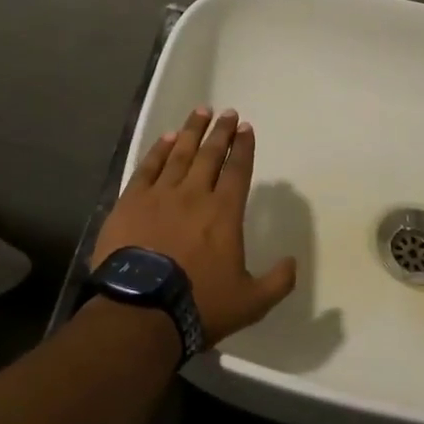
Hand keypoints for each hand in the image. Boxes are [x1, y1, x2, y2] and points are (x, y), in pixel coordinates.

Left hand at [93, 107, 297, 347]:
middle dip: (221, 132)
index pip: (238, 170)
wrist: (140, 311)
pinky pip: (148, 168)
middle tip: (227, 112)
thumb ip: (278, 282)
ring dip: (191, 131)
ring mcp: (160, 195)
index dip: (243, 147)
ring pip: (179, 154)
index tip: (246, 128)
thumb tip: (293, 262)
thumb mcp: (250, 303)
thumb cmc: (198, 305)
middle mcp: (194, 195)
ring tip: (200, 112)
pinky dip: (158, 151)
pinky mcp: (131, 202)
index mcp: (224, 212)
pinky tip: (166, 139)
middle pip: (210, 154)